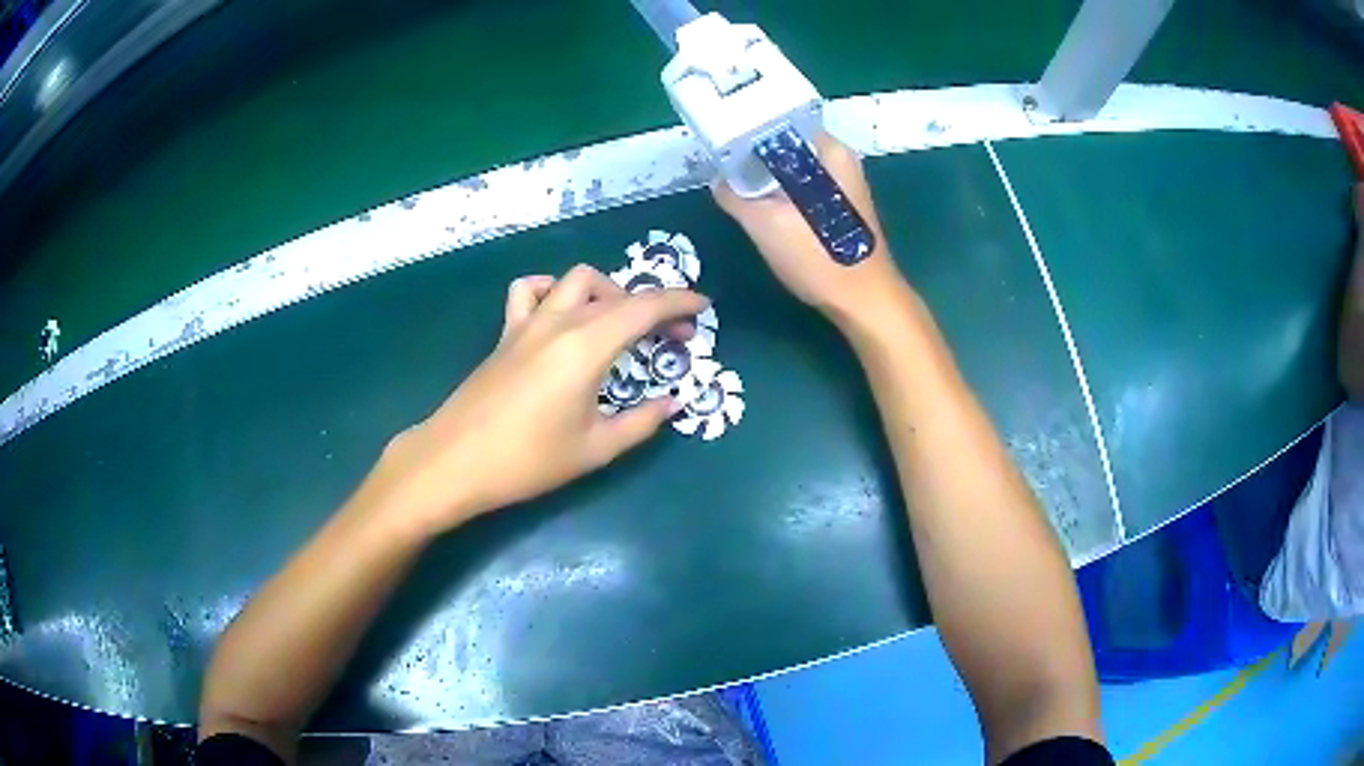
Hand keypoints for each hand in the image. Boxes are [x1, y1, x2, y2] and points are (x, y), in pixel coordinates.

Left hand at [364, 265, 707, 537]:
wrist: (455, 461)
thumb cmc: (528, 460)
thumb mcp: (595, 449)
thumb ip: (642, 422)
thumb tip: (673, 402)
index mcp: (587, 346)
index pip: (645, 307)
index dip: (680, 303)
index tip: (704, 309)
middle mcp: (560, 322)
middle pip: (616, 292)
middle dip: (652, 306)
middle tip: (670, 338)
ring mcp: (528, 323)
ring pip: (574, 280)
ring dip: (606, 291)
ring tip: (618, 322)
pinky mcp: (506, 333)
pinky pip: (530, 292)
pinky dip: (552, 291)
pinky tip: (559, 315)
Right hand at [712, 133, 906, 320]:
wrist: (862, 302)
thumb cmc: (819, 257)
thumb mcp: (765, 224)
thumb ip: (735, 196)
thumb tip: (717, 180)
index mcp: (829, 150)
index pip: (780, 120)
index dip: (746, 126)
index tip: (717, 137)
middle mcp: (839, 160)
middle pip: (785, 143)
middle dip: (751, 151)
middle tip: (717, 161)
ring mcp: (841, 184)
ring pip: (792, 167)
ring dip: (764, 174)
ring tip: (730, 178)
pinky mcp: (837, 207)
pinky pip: (800, 186)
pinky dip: (779, 190)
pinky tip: (758, 202)